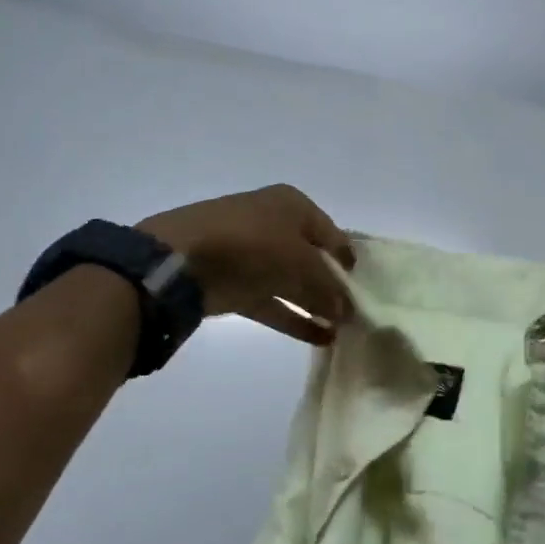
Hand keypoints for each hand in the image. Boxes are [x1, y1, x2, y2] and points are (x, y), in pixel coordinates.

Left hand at [139, 185, 355, 343]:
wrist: (180, 260)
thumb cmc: (254, 246)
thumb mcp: (303, 263)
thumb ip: (329, 288)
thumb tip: (346, 310)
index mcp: (293, 205)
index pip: (333, 234)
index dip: (349, 261)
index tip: (364, 289)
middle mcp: (273, 223)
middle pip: (312, 259)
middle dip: (332, 286)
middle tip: (354, 315)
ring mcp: (251, 254)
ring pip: (292, 282)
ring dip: (315, 305)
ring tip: (341, 331)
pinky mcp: (234, 283)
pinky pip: (272, 301)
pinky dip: (293, 318)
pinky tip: (319, 338)